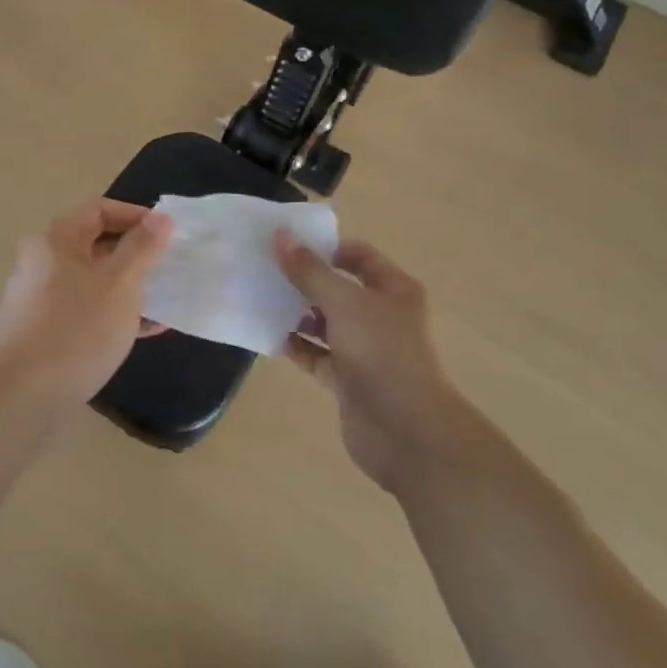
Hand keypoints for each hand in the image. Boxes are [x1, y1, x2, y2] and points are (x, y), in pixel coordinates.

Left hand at [0, 200, 173, 409]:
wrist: (28, 396)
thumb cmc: (79, 328)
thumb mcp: (121, 284)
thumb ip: (143, 247)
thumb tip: (161, 218)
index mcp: (55, 240)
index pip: (99, 209)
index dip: (136, 215)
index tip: (167, 234)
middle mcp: (40, 261)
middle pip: (94, 244)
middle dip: (134, 253)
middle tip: (167, 266)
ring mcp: (38, 298)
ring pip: (91, 280)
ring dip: (127, 285)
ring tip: (162, 298)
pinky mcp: (41, 330)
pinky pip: (84, 309)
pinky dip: (112, 312)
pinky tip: (145, 329)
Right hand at [274, 232, 462, 495]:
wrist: (406, 431)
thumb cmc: (382, 353)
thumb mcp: (344, 303)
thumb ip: (310, 271)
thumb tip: (281, 236)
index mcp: (394, 290)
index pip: (359, 257)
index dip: (327, 248)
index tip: (288, 245)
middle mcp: (381, 316)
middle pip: (339, 289)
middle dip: (305, 280)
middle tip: (265, 270)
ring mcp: (365, 350)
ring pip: (325, 323)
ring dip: (297, 314)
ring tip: (260, 299)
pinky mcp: (348, 380)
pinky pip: (317, 356)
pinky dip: (296, 346)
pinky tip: (267, 335)